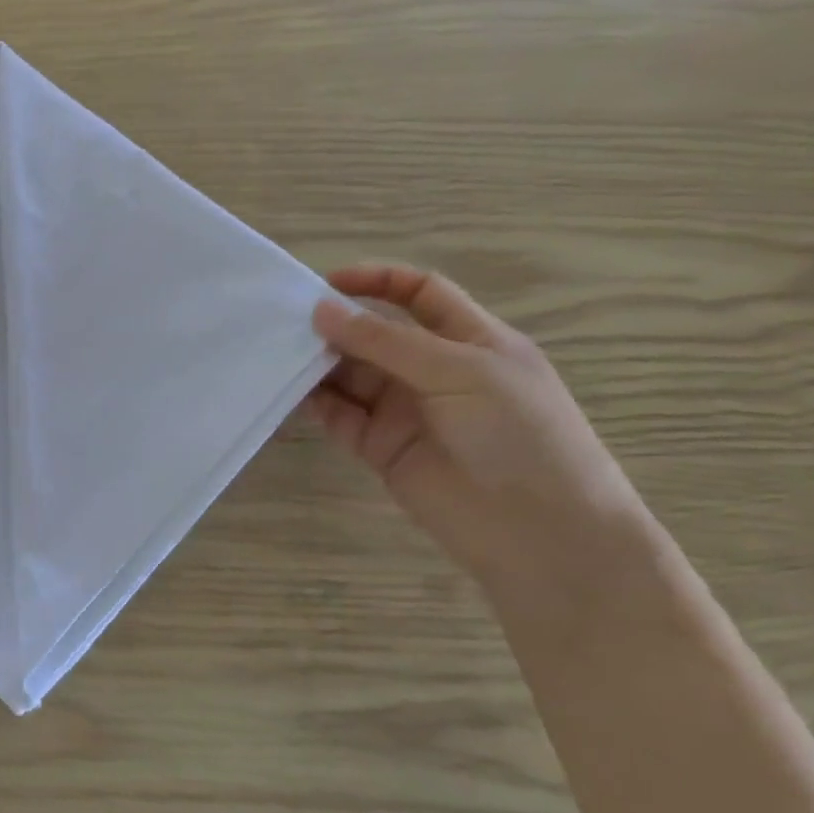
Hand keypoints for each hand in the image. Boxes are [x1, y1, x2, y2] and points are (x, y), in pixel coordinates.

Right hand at [305, 264, 647, 592]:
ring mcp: (403, 409)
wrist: (538, 531)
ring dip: (316, 362)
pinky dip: (312, 401)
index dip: (377, 281)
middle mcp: (432, 370)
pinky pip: (337, 414)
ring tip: (275, 353)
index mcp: (470, 341)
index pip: (419, 294)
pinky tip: (286, 390)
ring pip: (348, 374)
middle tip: (284, 320)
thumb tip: (321, 309)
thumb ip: (386, 341)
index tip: (326, 282)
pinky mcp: (378, 446)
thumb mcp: (460, 371)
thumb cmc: (517, 434)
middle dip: (334, 324)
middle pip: (374, 334)